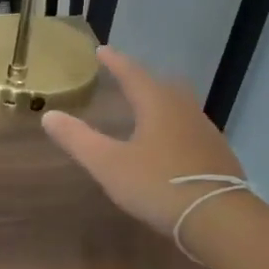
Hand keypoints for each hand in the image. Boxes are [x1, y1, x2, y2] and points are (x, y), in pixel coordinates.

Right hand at [43, 48, 246, 235]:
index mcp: (158, 105)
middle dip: (142, 81)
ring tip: (144, 110)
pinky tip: (167, 145)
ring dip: (160, 103)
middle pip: (162, 86)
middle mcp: (185, 111)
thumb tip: (49, 115)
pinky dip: (173, 127)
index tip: (101, 50)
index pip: (133, 74)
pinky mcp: (217, 155)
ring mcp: (206, 132)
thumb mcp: (108, 164)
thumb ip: (78, 139)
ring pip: (179, 107)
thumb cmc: (157, 184)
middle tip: (125, 79)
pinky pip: (190, 129)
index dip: (115, 62)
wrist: (218, 218)